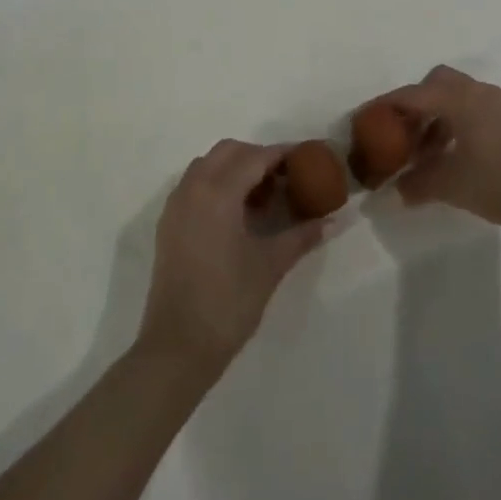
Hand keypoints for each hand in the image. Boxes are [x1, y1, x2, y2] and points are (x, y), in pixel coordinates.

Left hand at [139, 140, 332, 375]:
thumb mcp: (270, 265)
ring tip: (261, 196)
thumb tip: (332, 220)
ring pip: (207, 165)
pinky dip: (216, 184)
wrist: (177, 347)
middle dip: (258, 157)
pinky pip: (194, 184)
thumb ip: (301, 236)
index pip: (255, 157)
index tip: (307, 157)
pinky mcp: (168, 223)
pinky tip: (236, 213)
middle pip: (228, 152)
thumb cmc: (228, 302)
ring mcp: (176, 204)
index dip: (282, 154)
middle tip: (285, 177)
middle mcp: (193, 188)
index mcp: (218, 193)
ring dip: (235, 168)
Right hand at [378, 65, 500, 230]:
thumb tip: (393, 191)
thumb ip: (418, 184)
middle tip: (401, 133)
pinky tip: (454, 154)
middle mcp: (477, 92)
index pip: (412, 95)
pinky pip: (472, 108)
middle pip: (435, 82)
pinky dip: (455, 123)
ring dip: (435, 116)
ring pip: (455, 96)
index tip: (364, 119)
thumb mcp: (453, 186)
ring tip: (426, 152)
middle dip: (414, 103)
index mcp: (459, 100)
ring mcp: (498, 103)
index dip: (385, 106)